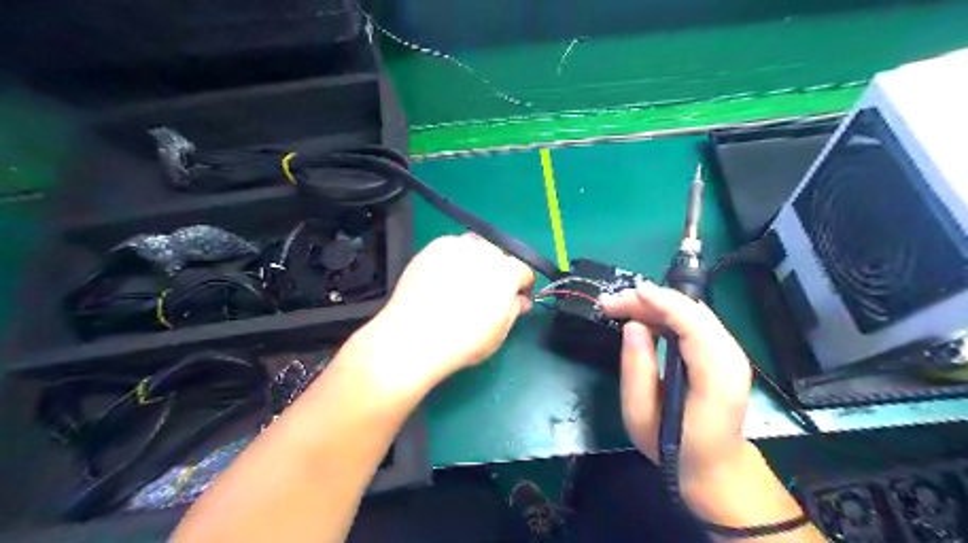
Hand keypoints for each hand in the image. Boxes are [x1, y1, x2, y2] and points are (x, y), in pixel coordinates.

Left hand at [343, 234, 536, 394]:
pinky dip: (452, 259)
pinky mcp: (434, 247)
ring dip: (476, 260)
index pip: (523, 271)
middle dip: (497, 271)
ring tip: (462, 283)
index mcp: (507, 272)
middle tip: (484, 292)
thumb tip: (520, 300)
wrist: (415, 335)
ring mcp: (458, 246)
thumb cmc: (463, 341)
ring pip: (475, 247)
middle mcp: (486, 252)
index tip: (513, 298)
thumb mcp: (498, 333)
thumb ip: (514, 310)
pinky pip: (452, 248)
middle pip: (499, 255)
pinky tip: (442, 279)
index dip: (520, 286)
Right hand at [599, 282, 755, 506]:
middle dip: (651, 300)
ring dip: (656, 305)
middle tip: (612, 303)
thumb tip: (632, 326)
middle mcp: (731, 358)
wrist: (714, 466)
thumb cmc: (673, 447)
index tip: (630, 292)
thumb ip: (636, 370)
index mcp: (716, 378)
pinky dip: (667, 313)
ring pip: (693, 312)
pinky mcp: (723, 352)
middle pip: (693, 311)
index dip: (662, 302)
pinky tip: (643, 318)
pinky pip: (694, 321)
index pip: (693, 324)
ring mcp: (731, 353)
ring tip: (621, 308)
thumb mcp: (641, 416)